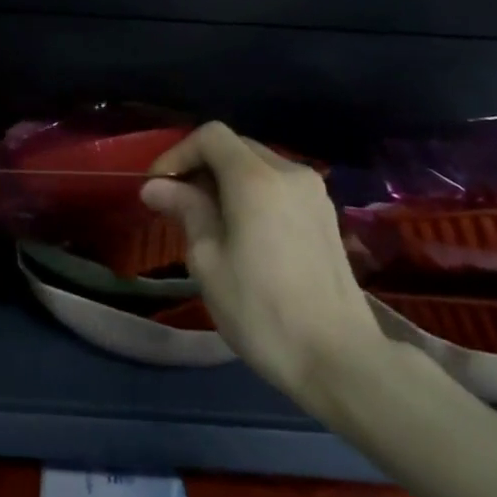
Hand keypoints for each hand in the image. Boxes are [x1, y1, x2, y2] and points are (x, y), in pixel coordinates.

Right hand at [141, 122, 390, 402]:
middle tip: (176, 203)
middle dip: (201, 166)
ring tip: (207, 220)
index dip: (178, 153)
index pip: (210, 136)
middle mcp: (289, 172)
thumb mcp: (208, 261)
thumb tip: (156, 186)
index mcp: (256, 179)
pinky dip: (252, 193)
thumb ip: (185, 211)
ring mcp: (314, 193)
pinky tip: (242, 231)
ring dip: (226, 180)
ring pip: (258, 165)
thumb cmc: (261, 311)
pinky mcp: (326, 215)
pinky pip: (279, 186)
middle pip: (236, 147)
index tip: (158, 187)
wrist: (339, 359)